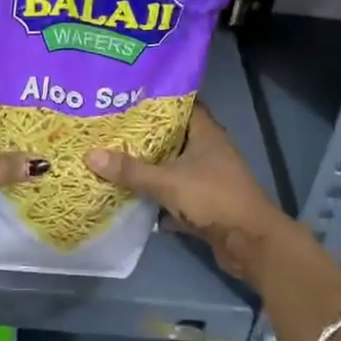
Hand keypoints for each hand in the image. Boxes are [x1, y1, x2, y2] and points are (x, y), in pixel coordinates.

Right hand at [87, 105, 299, 284]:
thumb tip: (90, 154)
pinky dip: (158, 197)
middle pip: (174, 137)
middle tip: (112, 127)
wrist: (250, 244)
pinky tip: (132, 196)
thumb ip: (130, 170)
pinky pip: (176, 194)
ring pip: (174, 167)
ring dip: (151, 167)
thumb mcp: (167, 181)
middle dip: (146, 135)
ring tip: (115, 157)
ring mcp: (209, 178)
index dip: (158, 99)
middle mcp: (209, 151)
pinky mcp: (206, 204)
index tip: (128, 96)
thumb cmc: (214, 198)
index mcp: (206, 134)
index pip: (182, 105)